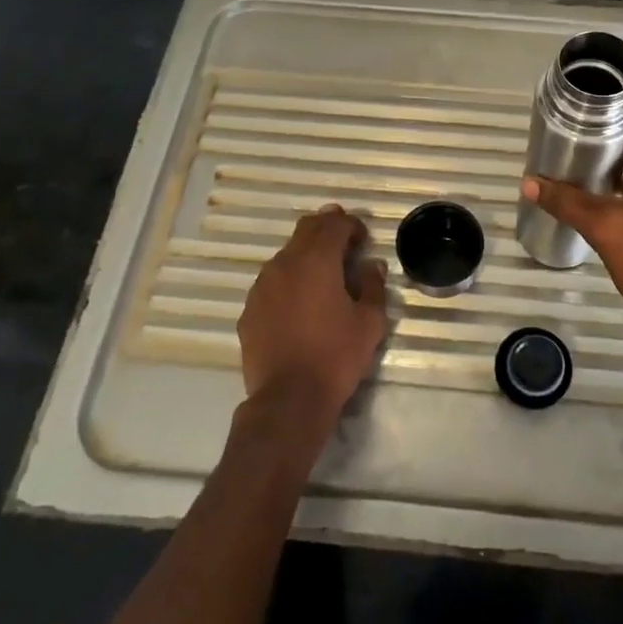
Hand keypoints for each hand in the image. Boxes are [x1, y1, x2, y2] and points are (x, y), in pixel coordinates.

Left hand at [237, 206, 388, 437]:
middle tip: (344, 239)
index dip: (351, 224)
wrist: (288, 399)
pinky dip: (289, 280)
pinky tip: (299, 301)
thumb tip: (372, 265)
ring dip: (306, 254)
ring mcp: (262, 286)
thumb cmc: (336, 356)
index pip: (334, 225)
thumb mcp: (369, 322)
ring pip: (286, 255)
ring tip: (323, 272)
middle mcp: (285, 264)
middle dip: (326, 227)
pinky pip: (272, 282)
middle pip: (305, 230)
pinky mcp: (249, 309)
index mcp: (317, 261)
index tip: (363, 237)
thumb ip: (373, 286)